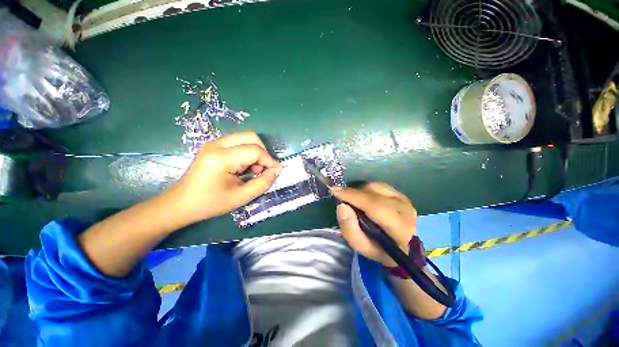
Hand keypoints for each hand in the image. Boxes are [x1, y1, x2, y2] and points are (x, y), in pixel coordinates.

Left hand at [172, 132, 281, 221]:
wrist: (181, 203)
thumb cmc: (210, 203)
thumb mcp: (241, 197)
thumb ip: (263, 183)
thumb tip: (276, 170)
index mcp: (221, 158)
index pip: (255, 151)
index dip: (269, 160)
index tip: (275, 172)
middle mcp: (216, 144)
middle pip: (251, 136)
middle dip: (263, 152)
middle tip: (262, 169)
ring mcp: (213, 143)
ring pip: (245, 137)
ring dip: (255, 151)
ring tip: (253, 169)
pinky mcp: (213, 145)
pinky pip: (238, 142)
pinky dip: (247, 151)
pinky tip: (244, 166)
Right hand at [331, 182, 416, 266]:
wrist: (401, 245)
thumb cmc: (380, 249)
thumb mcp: (362, 246)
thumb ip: (350, 229)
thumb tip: (342, 206)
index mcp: (399, 228)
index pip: (375, 206)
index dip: (353, 196)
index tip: (335, 191)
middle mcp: (405, 210)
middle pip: (373, 194)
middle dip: (353, 194)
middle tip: (341, 198)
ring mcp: (404, 199)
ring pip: (375, 187)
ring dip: (360, 192)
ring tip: (355, 203)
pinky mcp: (400, 193)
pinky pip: (377, 185)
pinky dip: (366, 190)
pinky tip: (365, 199)